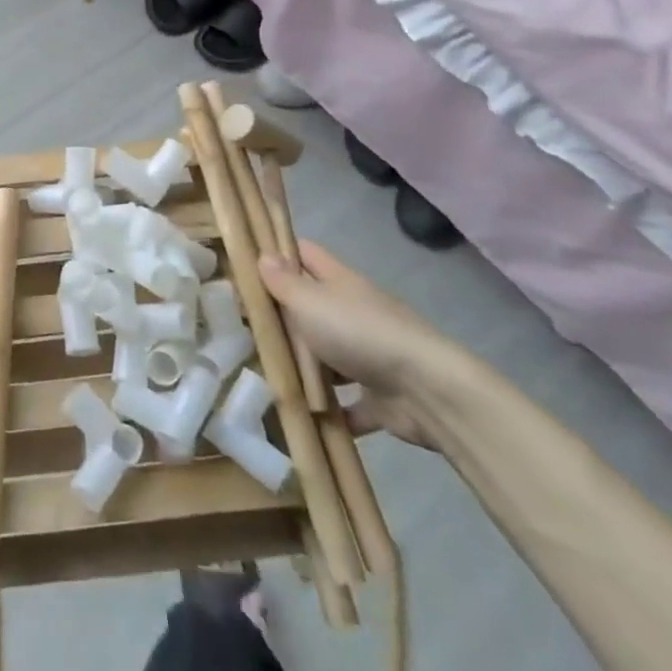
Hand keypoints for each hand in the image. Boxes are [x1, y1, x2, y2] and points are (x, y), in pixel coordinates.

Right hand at [259, 241, 461, 449]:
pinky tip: (301, 417)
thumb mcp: (310, 301)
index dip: (278, 253)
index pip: (305, 254)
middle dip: (282, 317)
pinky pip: (347, 403)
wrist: (430, 393)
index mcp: (340, 283)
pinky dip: (330, 411)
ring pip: (328, 355)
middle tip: (241, 326)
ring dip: (304, 366)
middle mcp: (355, 313)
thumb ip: (283, 281)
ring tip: (262, 374)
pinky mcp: (381, 398)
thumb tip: (262, 256)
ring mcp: (370, 356)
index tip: (245, 264)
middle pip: (312, 306)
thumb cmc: (360, 334)